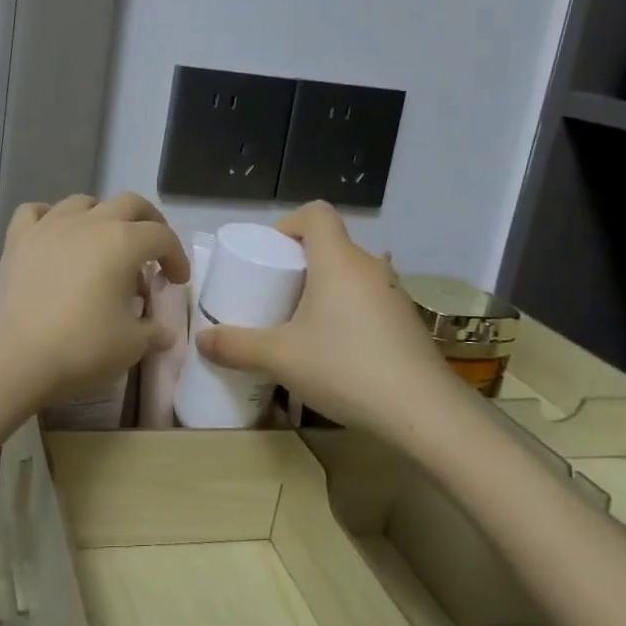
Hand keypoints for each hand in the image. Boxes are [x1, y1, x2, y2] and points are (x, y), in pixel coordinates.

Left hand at [0, 193, 189, 408]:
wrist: (16, 359)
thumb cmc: (82, 348)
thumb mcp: (131, 345)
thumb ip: (152, 331)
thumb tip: (161, 331)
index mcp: (123, 242)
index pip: (162, 237)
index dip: (177, 257)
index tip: (178, 281)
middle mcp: (89, 223)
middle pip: (129, 204)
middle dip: (149, 223)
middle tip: (153, 251)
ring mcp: (49, 226)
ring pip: (83, 202)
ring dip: (102, 216)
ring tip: (105, 243)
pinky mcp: (18, 241)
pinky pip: (36, 212)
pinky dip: (50, 217)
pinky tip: (55, 236)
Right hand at [195, 202, 461, 438]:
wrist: (423, 412)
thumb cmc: (345, 368)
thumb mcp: (280, 358)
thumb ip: (236, 346)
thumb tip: (201, 340)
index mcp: (338, 260)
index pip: (316, 214)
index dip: (288, 225)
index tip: (269, 256)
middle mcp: (369, 267)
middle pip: (331, 245)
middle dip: (299, 264)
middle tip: (274, 295)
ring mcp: (394, 293)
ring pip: (350, 275)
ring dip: (324, 289)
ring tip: (301, 324)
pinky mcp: (407, 321)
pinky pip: (368, 299)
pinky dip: (347, 311)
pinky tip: (336, 350)